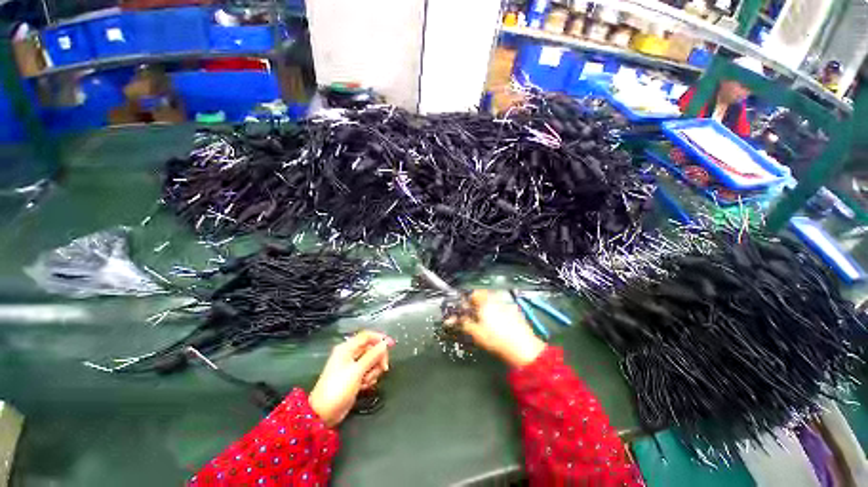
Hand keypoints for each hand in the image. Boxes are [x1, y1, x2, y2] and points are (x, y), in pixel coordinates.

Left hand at [309, 330, 394, 427]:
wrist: (323, 414)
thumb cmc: (338, 389)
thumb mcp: (357, 371)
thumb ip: (372, 356)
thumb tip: (385, 344)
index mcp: (347, 348)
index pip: (367, 336)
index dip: (380, 338)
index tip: (392, 345)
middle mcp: (350, 354)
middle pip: (371, 349)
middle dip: (378, 359)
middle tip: (383, 369)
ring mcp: (352, 366)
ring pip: (371, 361)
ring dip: (373, 371)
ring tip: (367, 382)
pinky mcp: (354, 377)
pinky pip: (368, 372)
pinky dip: (369, 378)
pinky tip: (364, 386)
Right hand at [449, 290, 545, 367]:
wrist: (523, 348)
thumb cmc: (497, 339)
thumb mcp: (476, 333)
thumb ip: (463, 323)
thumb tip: (453, 319)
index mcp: (485, 301)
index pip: (471, 293)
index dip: (464, 300)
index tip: (461, 308)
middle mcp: (495, 299)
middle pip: (481, 296)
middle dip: (474, 304)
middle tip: (470, 315)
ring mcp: (506, 304)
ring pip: (491, 302)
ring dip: (484, 307)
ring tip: (482, 320)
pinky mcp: (514, 311)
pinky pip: (500, 307)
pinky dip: (494, 311)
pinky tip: (495, 324)